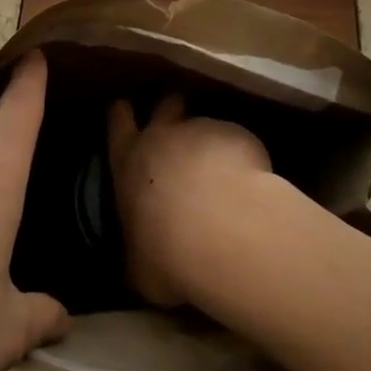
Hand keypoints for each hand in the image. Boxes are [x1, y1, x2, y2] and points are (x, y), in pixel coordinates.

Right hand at [106, 94, 273, 307]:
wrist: (221, 231)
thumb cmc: (165, 252)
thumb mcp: (138, 266)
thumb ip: (137, 252)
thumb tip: (139, 262)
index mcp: (128, 161)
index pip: (118, 121)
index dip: (122, 114)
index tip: (126, 111)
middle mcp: (162, 137)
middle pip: (165, 104)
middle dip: (170, 106)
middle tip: (179, 119)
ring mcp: (202, 130)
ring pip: (204, 121)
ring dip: (210, 138)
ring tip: (223, 163)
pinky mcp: (238, 136)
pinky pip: (236, 139)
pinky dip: (241, 155)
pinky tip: (252, 181)